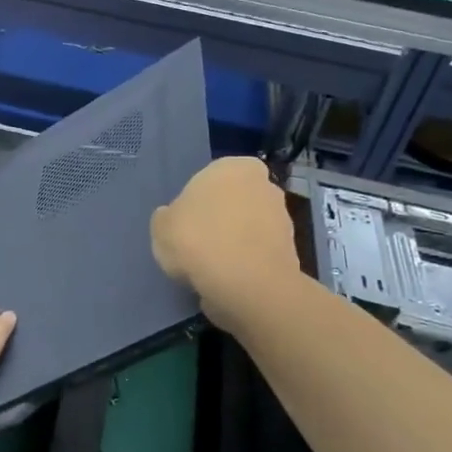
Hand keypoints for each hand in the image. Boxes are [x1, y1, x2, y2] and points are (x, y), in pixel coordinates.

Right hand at [151, 157, 300, 332]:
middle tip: (197, 247)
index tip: (184, 227)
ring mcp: (283, 218)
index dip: (193, 205)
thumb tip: (174, 220)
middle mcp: (264, 185)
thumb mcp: (161, 227)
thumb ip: (168, 218)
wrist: (247, 284)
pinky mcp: (291, 251)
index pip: (208, 180)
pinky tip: (228, 282)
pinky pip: (257, 255)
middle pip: (232, 203)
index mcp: (233, 167)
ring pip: (247, 230)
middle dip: (219, 222)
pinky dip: (245, 266)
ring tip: (211, 271)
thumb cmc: (198, 241)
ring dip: (233, 245)